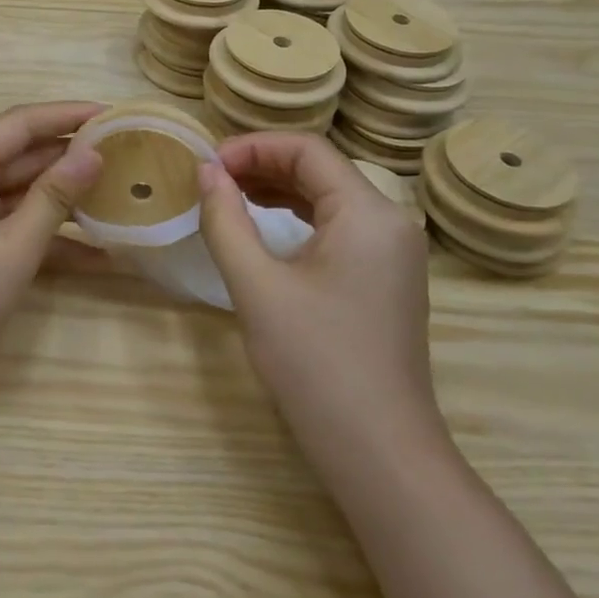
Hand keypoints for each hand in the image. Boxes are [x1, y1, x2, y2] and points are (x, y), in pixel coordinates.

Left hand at [0, 102, 105, 375]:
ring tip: (122, 194)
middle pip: (24, 154)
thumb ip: (55, 196)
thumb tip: (94, 153)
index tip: (116, 114)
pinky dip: (51, 236)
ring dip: (67, 197)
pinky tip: (100, 254)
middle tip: (128, 154)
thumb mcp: (14, 246)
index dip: (68, 114)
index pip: (21, 123)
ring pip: (25, 190)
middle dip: (73, 156)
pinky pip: (17, 224)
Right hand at [197, 133, 441, 445]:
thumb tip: (206, 172)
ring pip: (328, 198)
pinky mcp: (385, 278)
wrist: (378, 450)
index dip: (251, 147)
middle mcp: (390, 221)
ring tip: (226, 196)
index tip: (206, 165)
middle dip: (261, 165)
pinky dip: (297, 218)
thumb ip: (226, 220)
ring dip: (277, 190)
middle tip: (209, 180)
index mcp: (368, 213)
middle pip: (320, 169)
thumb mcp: (257, 286)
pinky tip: (262, 227)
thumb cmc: (315, 363)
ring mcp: (393, 252)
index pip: (307, 150)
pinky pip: (338, 228)